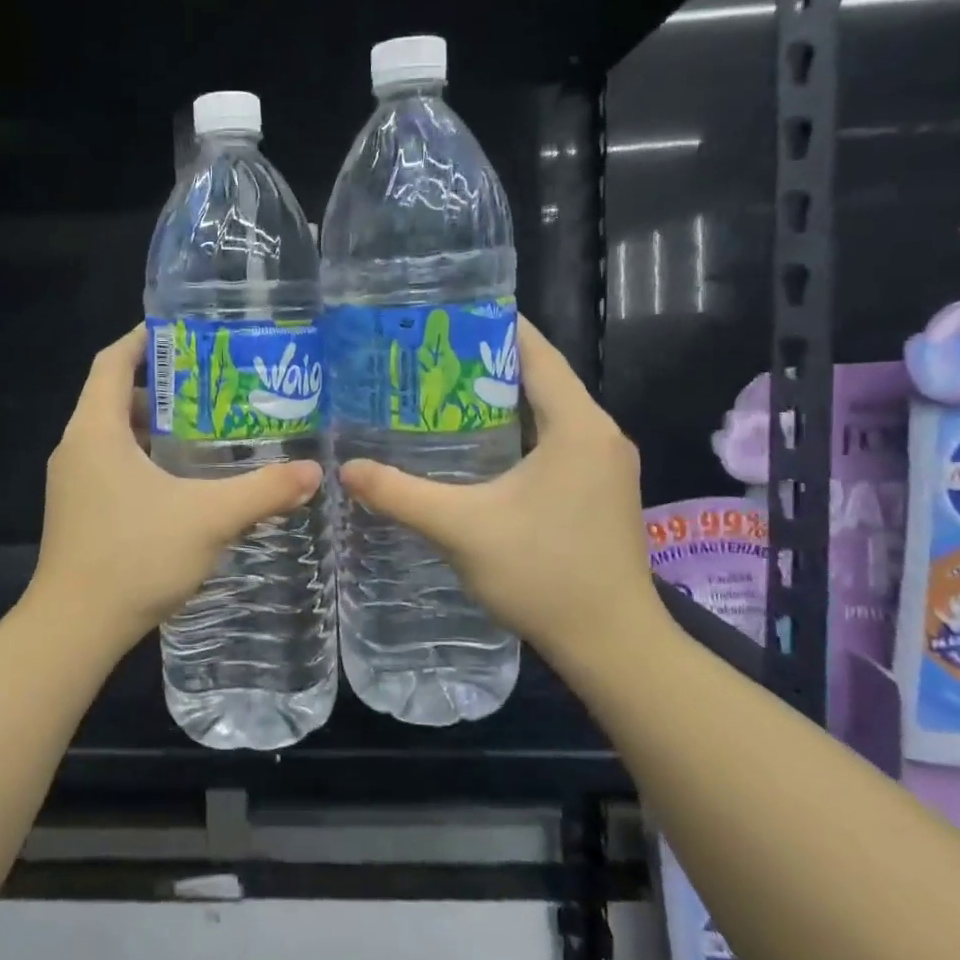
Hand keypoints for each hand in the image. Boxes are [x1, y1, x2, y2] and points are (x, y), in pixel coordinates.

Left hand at [26, 325, 322, 650]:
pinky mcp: (78, 511)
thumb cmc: (134, 557)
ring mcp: (73, 482)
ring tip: (208, 429)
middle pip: (115, 395)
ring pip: (114, 434)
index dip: (144, 338)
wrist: (74, 629)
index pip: (113, 361)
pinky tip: (184, 481)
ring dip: (155, 426)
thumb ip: (263, 491)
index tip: (184, 330)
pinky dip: (145, 458)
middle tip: (214, 384)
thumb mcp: (209, 518)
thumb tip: (314, 473)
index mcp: (96, 430)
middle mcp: (77, 447)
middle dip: (162, 385)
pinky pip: (111, 465)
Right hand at [339, 316, 658, 667]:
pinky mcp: (600, 491)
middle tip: (428, 356)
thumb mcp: (462, 529)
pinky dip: (516, 432)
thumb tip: (346, 469)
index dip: (494, 327)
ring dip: (500, 401)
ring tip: (441, 393)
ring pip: (548, 413)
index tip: (447, 314)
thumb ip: (401, 494)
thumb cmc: (544, 574)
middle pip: (541, 379)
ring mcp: (604, 465)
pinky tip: (475, 447)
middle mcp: (599, 434)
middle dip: (486, 364)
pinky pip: (555, 441)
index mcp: (578, 426)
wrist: (613, 645)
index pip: (536, 353)